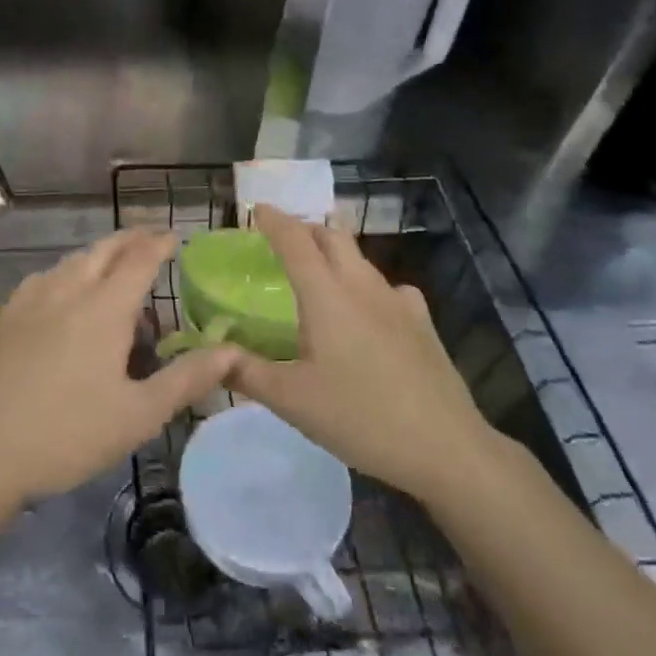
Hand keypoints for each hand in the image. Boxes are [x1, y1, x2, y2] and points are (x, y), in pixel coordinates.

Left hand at [0, 228, 238, 513]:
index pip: (139, 259)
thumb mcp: (138, 415)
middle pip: (103, 250)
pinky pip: (44, 278)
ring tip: (114, 270)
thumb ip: (187, 378)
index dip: (160, 244)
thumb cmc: (67, 435)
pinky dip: (67, 273)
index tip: (177, 236)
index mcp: (103, 308)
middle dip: (131, 240)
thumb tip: (233, 350)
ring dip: (98, 256)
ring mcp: (29, 301)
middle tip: (151, 241)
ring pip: (71, 261)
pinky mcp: (4, 317)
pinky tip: (64, 295)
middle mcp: (66, 291)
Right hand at [228, 205, 495, 498]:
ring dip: (335, 254)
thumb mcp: (291, 400)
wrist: (444, 447)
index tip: (257, 208)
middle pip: (333, 236)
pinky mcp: (422, 322)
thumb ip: (246, 371)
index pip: (295, 241)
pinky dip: (366, 286)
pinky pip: (388, 288)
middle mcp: (363, 286)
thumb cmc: (359, 417)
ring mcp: (398, 302)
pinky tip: (368, 313)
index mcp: (327, 295)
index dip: (274, 220)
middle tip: (283, 240)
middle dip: (306, 229)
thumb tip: (211, 353)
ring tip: (318, 276)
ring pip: (361, 260)